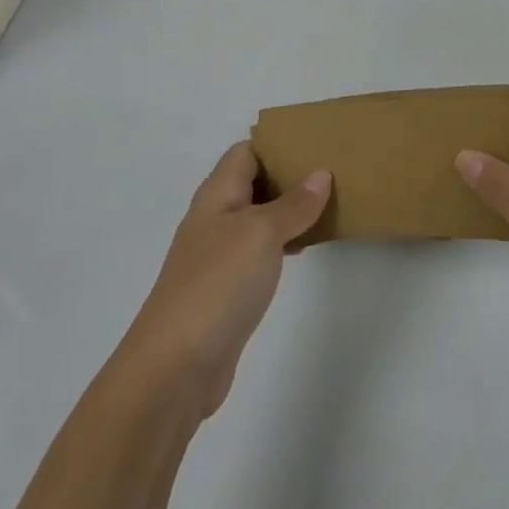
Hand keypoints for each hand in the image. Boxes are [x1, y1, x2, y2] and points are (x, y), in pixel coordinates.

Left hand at [118, 143, 331, 419]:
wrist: (176, 365)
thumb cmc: (218, 283)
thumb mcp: (262, 233)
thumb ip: (293, 204)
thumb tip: (320, 174)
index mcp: (216, 194)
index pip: (246, 151)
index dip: (277, 143)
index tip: (316, 144)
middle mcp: (214, 218)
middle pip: (252, 182)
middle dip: (288, 175)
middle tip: (332, 174)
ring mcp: (218, 254)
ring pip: (257, 217)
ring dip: (288, 210)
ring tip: (328, 206)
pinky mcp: (226, 287)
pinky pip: (258, 250)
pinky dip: (281, 242)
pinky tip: (303, 250)